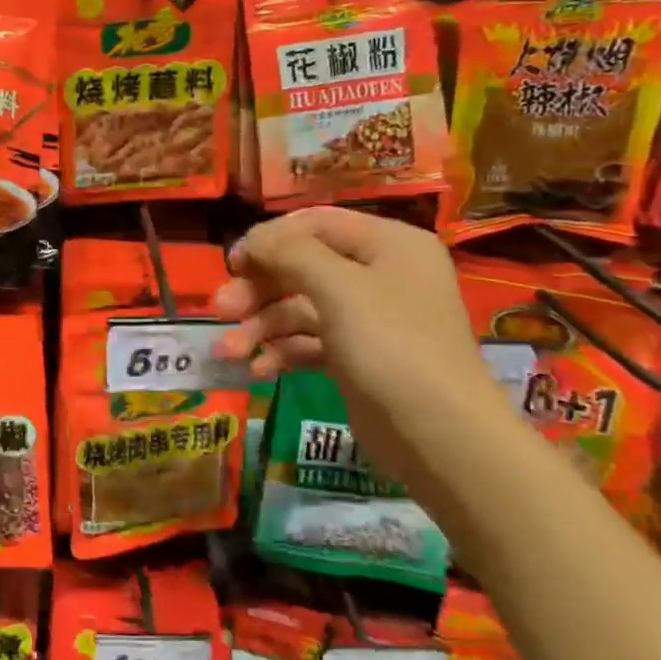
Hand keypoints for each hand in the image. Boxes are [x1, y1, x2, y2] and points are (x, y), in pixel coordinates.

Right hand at [214, 207, 501, 486]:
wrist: (440, 435)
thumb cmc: (391, 346)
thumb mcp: (339, 287)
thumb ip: (290, 253)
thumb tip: (252, 239)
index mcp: (388, 244)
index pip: (316, 224)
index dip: (270, 240)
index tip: (232, 263)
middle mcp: (380, 275)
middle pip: (302, 268)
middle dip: (258, 290)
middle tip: (220, 310)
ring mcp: (368, 320)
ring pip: (300, 309)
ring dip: (260, 327)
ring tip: (228, 353)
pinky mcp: (356, 358)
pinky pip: (309, 343)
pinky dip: (281, 352)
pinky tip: (257, 371)